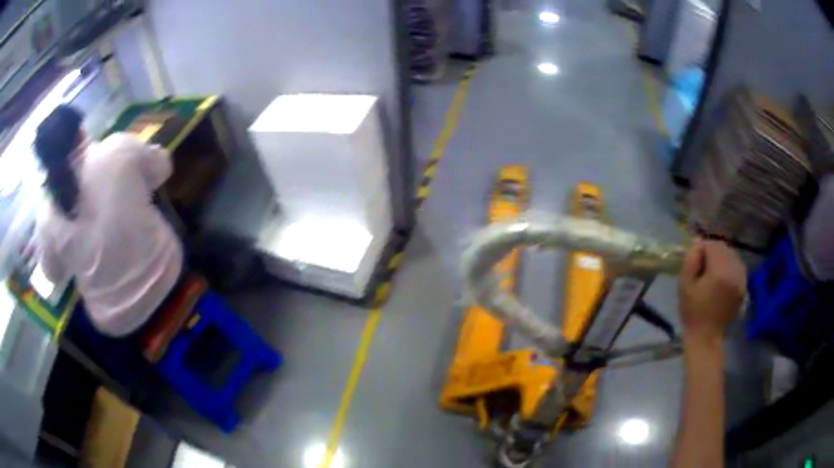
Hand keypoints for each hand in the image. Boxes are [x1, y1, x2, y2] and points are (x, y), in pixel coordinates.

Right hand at [678, 238, 746, 343]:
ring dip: (722, 258)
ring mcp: (741, 279)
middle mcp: (734, 271)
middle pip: (723, 248)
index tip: (694, 260)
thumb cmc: (693, 312)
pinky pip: (737, 266)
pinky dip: (730, 267)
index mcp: (719, 271)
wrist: (706, 337)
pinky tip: (722, 277)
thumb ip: (691, 260)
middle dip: (712, 252)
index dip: (701, 249)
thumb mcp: (685, 285)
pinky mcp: (744, 286)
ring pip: (732, 256)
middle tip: (702, 266)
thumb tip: (697, 242)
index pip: (712, 245)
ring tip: (712, 272)